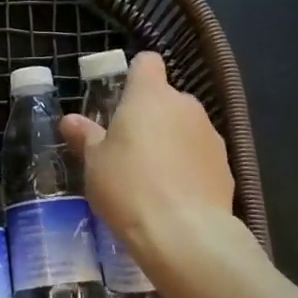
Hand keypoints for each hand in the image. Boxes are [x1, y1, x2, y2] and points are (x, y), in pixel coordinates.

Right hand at [61, 52, 235, 282]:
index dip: (135, 75)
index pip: (147, 62)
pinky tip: (176, 197)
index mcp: (150, 94)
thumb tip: (70, 120)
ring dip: (172, 141)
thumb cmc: (129, 187)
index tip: (121, 100)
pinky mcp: (227, 166)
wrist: (186, 235)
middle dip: (151, 116)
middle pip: (166, 98)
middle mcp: (184, 105)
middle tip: (128, 148)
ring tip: (153, 178)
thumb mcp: (95, 163)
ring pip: (186, 127)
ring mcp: (210, 134)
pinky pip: (201, 156)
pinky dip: (190, 167)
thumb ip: (86, 136)